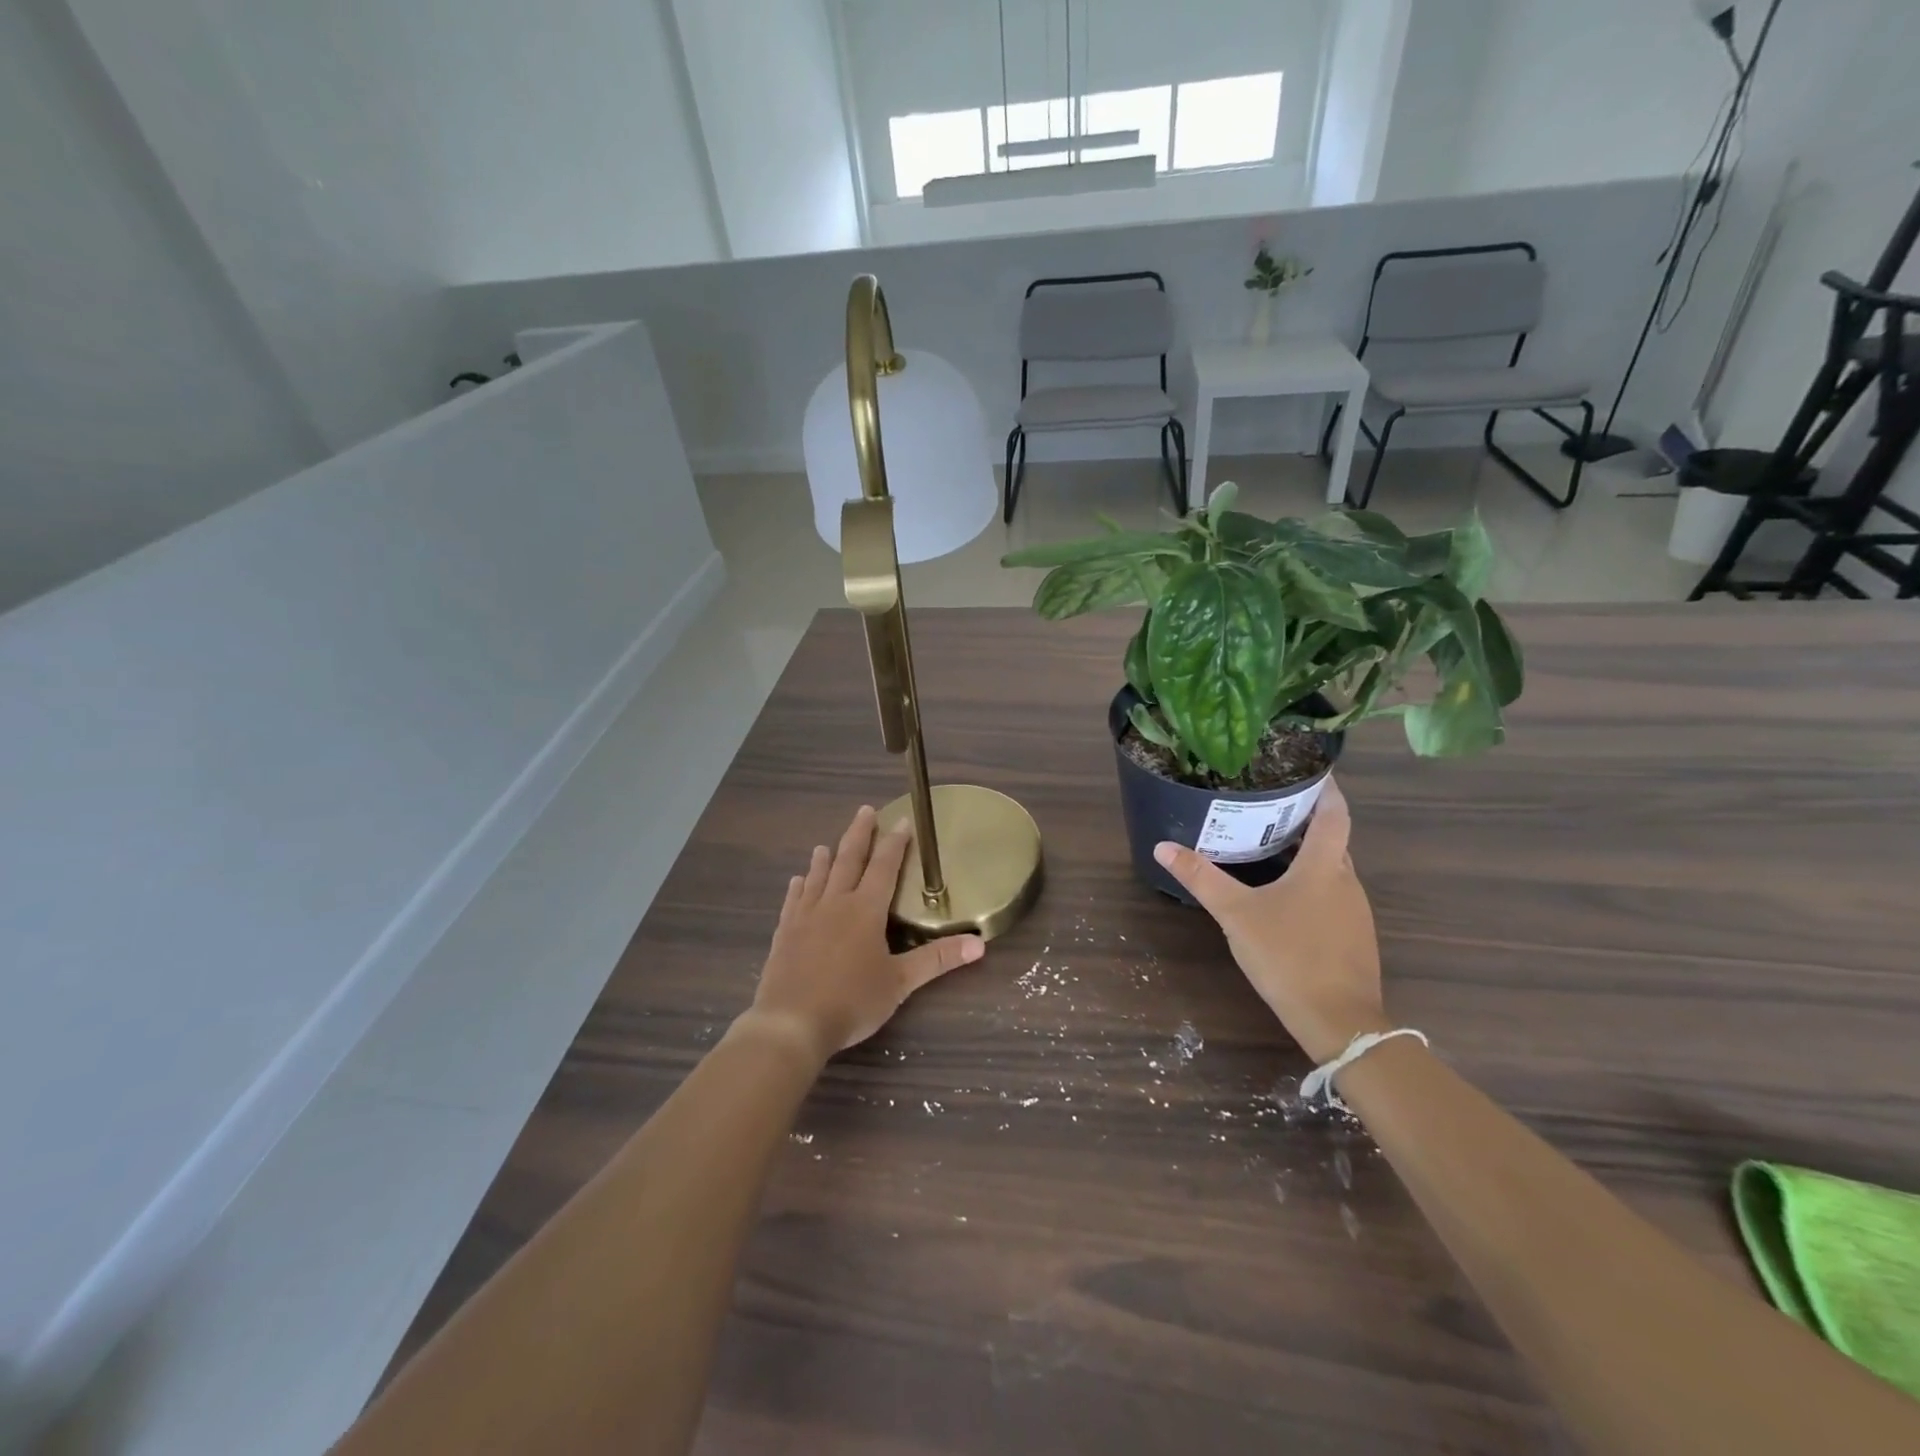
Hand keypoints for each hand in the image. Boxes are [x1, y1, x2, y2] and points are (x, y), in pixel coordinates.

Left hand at [746, 805, 985, 1060]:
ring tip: (826, 844)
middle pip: (849, 860)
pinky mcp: (784, 933)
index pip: (885, 867)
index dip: (895, 843)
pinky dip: (799, 888)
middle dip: (859, 834)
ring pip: (818, 877)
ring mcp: (805, 917)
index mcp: (865, 910)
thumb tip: (979, 945)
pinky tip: (797, 881)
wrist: (791, 1023)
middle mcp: (835, 903)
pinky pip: (793, 902)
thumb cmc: (852, 1000)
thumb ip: (937, 960)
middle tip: (864, 810)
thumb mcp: (900, 983)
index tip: (902, 821)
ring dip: (825, 858)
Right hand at [1153, 778, 1386, 1061]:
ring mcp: (1355, 911)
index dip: (1326, 788)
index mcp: (1325, 866)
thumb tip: (1162, 846)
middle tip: (1269, 805)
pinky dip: (1311, 883)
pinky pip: (1333, 895)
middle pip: (1333, 839)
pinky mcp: (1354, 937)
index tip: (1310, 768)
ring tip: (1270, 845)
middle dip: (1306, 820)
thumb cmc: (1288, 956)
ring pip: (1332, 869)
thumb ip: (1201, 878)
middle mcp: (1347, 881)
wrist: (1339, 1022)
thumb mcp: (1235, 914)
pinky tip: (1284, 897)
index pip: (1335, 813)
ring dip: (1307, 854)